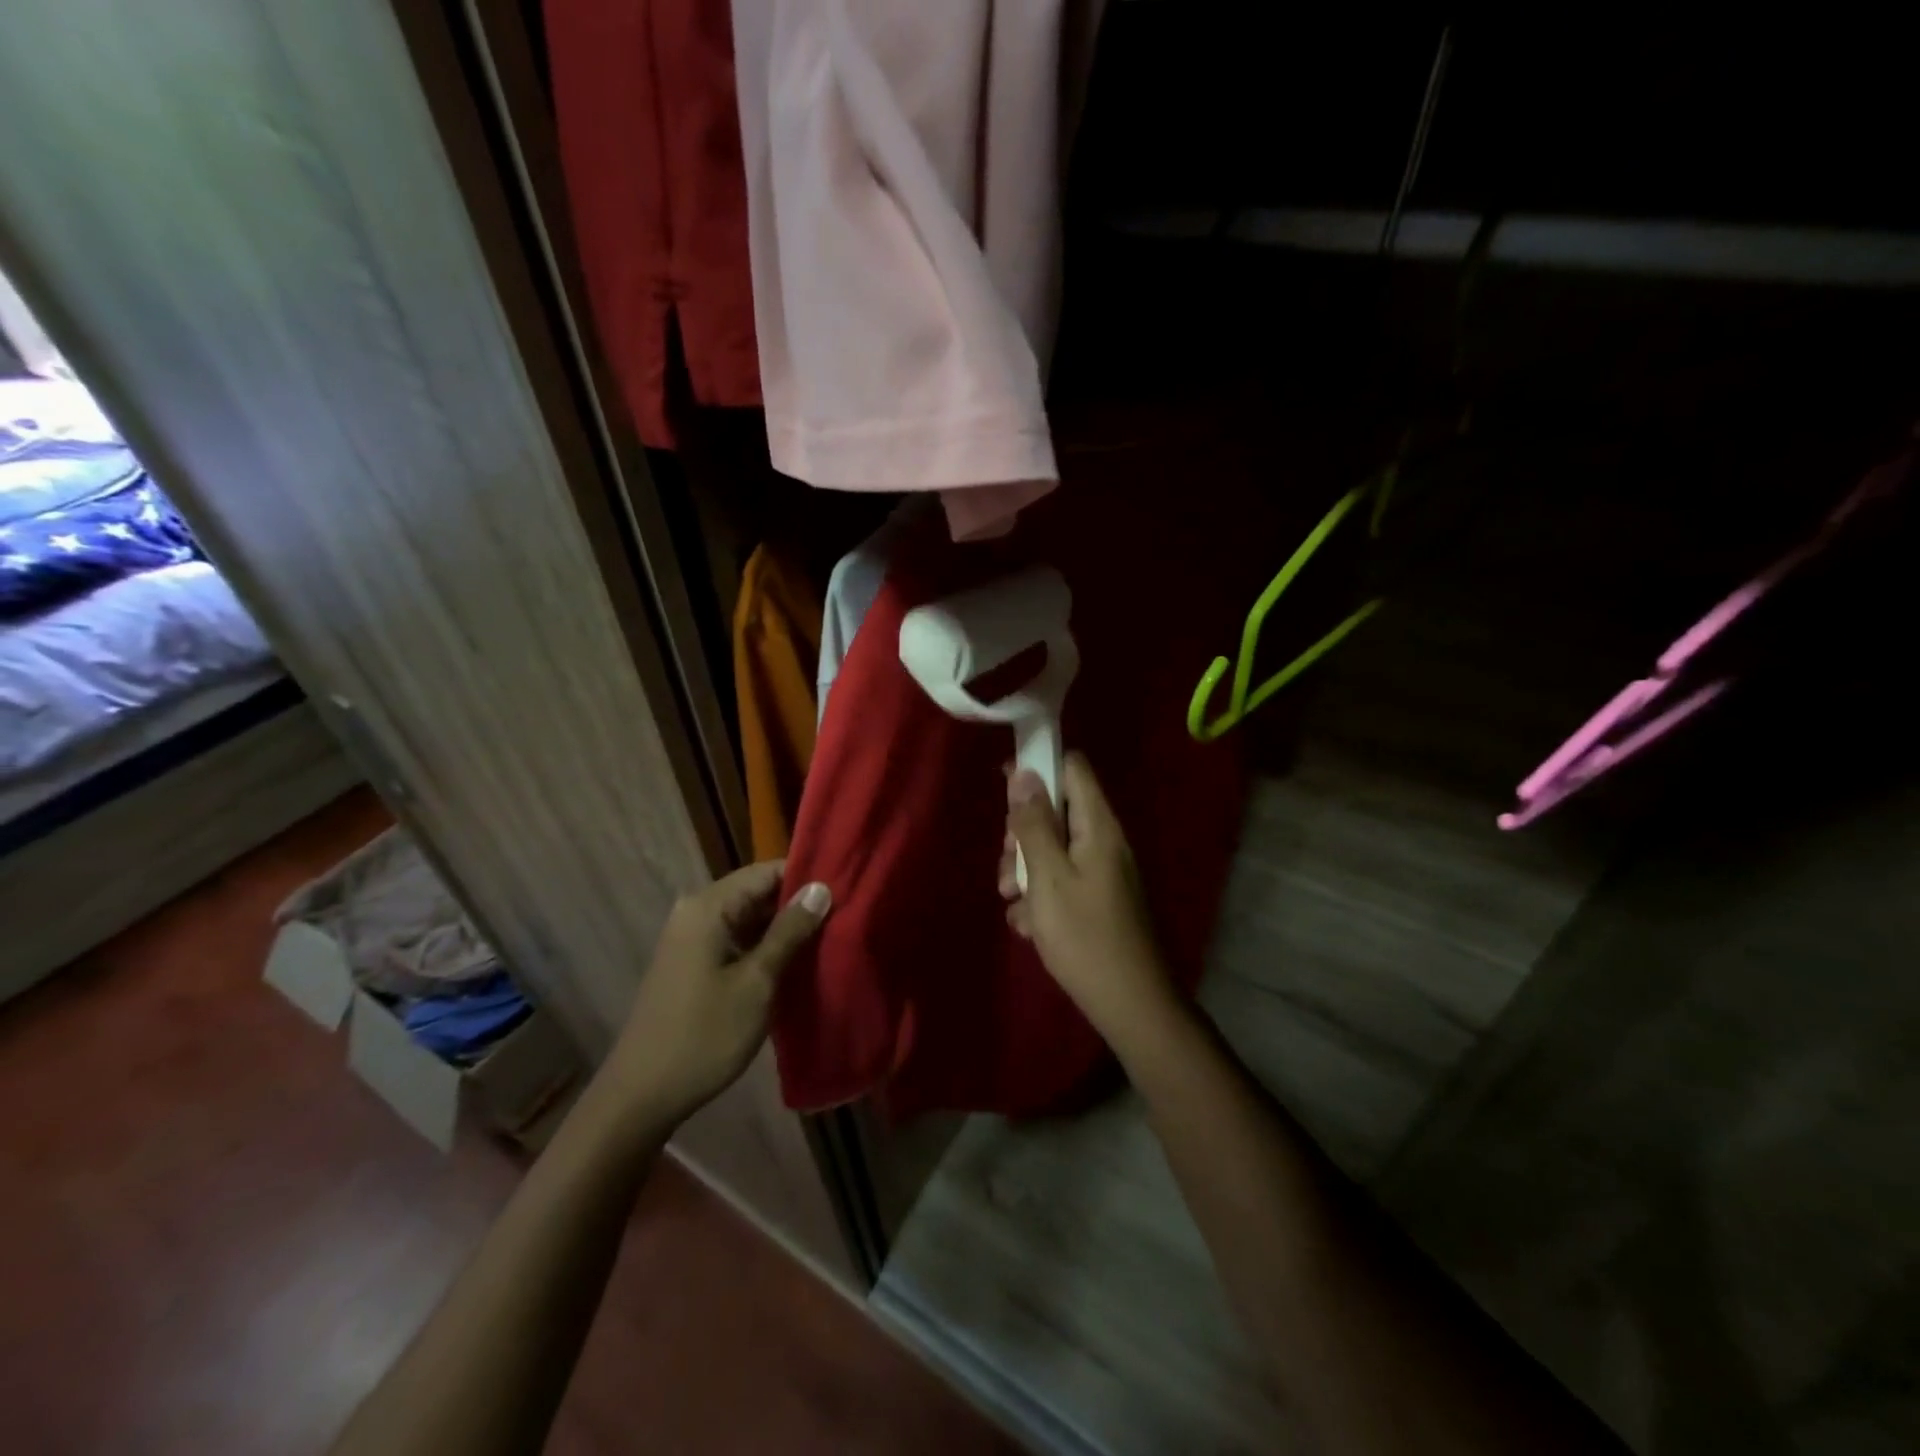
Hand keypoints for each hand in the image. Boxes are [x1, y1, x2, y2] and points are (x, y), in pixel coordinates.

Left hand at [607, 862, 829, 1125]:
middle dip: (798, 904)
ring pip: (748, 917)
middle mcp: (696, 911)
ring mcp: (691, 938)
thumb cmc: (704, 1034)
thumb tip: (821, 888)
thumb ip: (790, 931)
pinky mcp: (692, 962)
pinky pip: (736, 938)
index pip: (767, 871)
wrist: (641, 1095)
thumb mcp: (757, 982)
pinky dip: (764, 946)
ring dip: (784, 928)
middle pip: (757, 892)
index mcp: (708, 906)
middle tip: (845, 916)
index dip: (807, 877)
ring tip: (830, 936)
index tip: (846, 889)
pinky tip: (796, 960)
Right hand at [1001, 753, 1182, 1058]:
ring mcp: (1101, 872)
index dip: (1038, 766)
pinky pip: (1061, 881)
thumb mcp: (1048, 877)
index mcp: (1098, 826)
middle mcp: (1103, 841)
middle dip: (1022, 833)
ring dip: (1024, 871)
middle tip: (1007, 864)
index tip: (1003, 785)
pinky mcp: (1096, 900)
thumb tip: (1023, 772)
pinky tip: (1029, 926)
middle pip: (1056, 811)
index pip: (1072, 768)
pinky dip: (1040, 897)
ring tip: (1012, 902)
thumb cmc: (1085, 936)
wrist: (1130, 1004)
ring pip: (1052, 850)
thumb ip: (1034, 824)